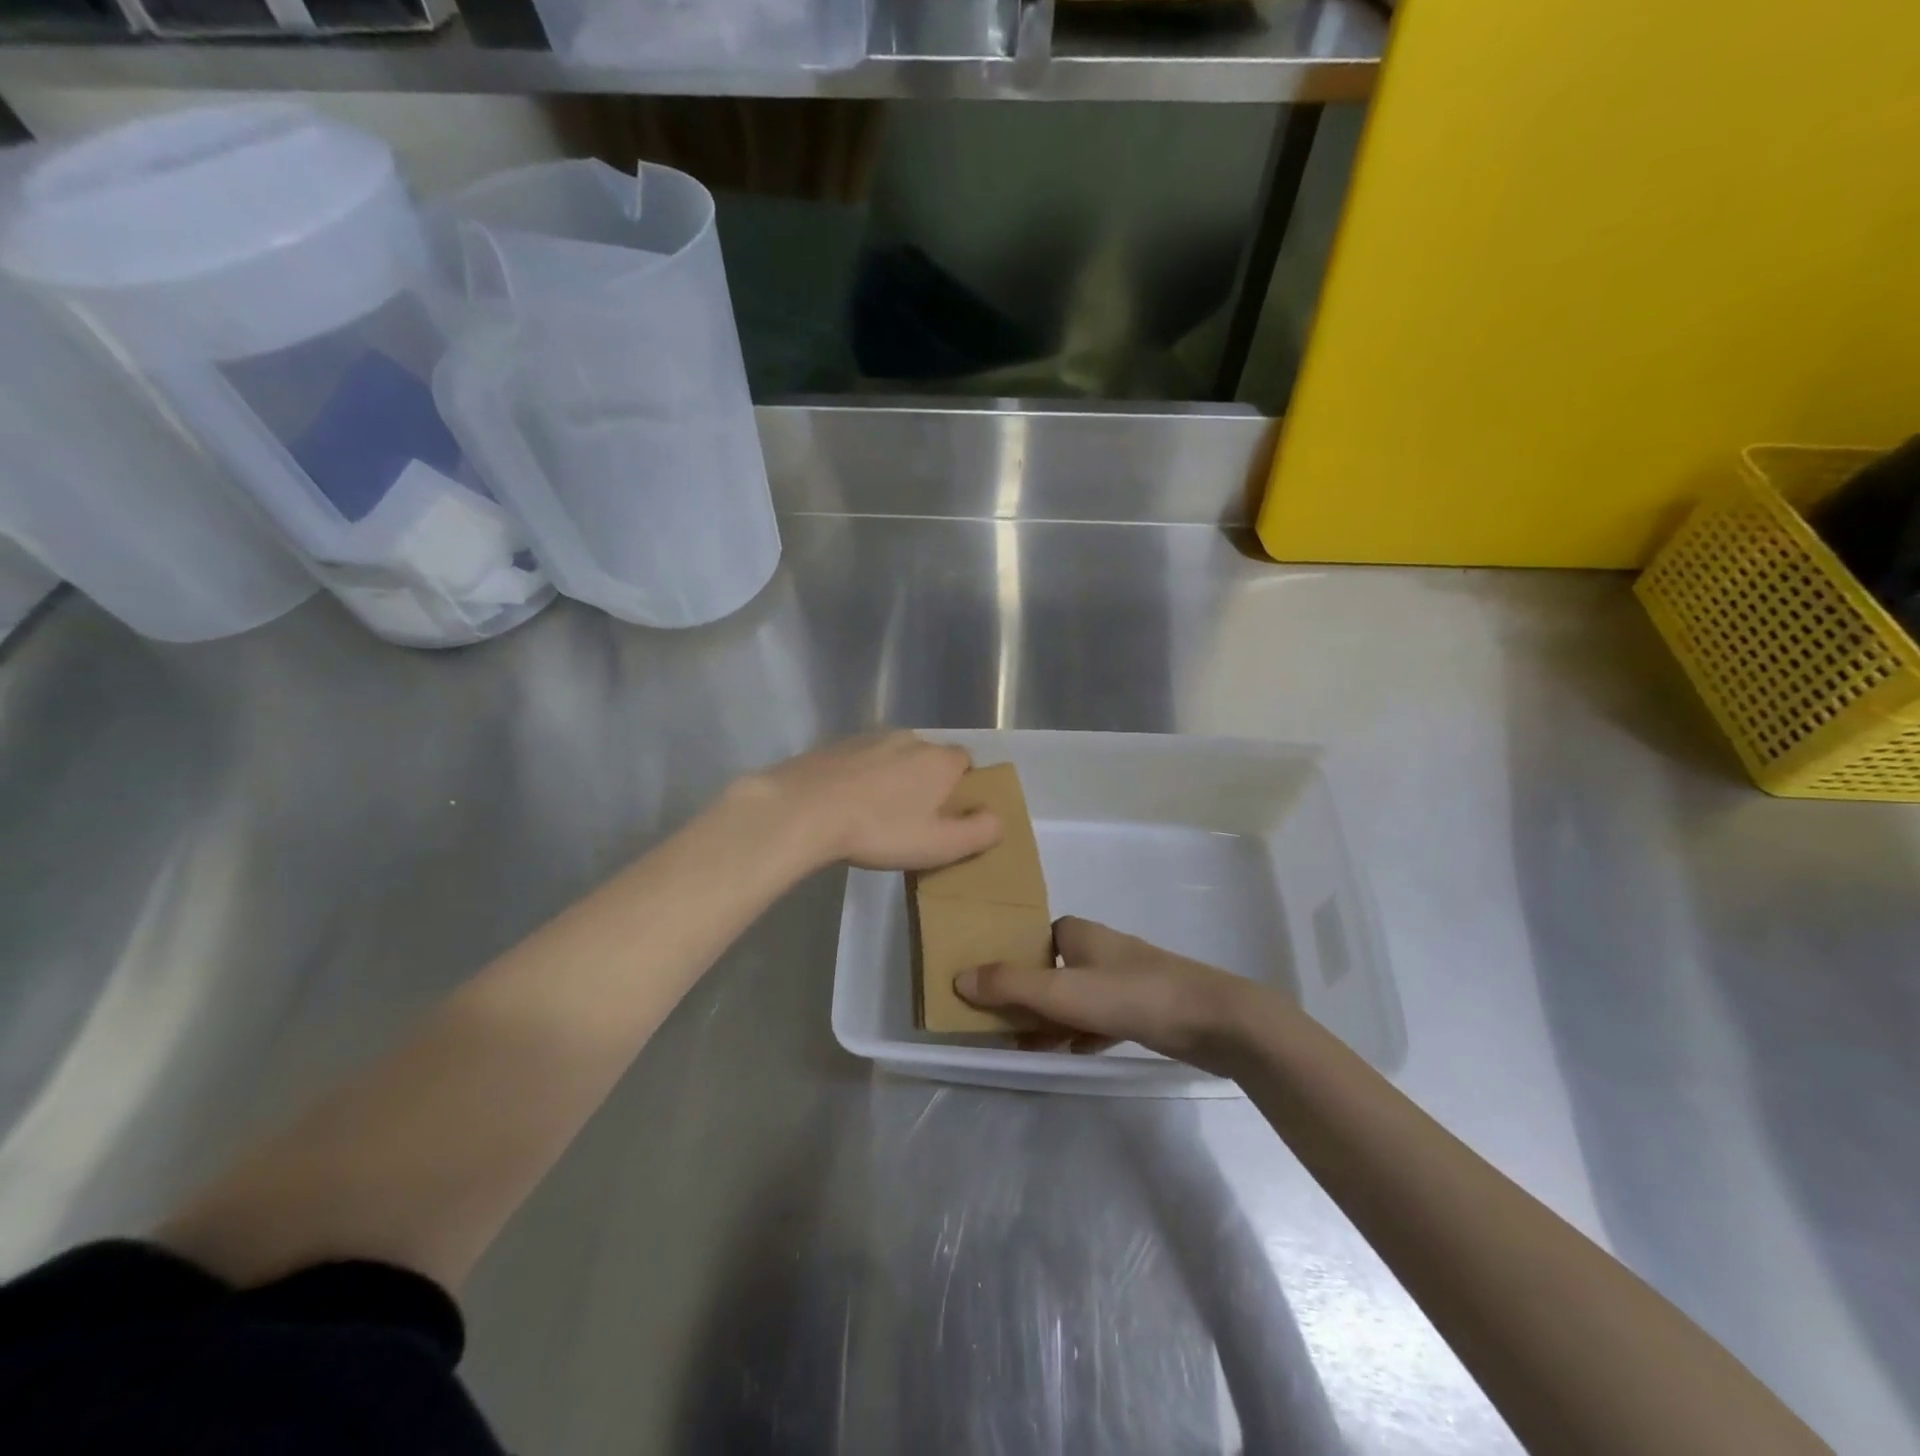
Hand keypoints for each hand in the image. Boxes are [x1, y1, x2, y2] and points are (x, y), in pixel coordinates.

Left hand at [729, 731, 1003, 871]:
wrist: (805, 809)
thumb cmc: (880, 829)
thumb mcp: (939, 845)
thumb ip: (978, 832)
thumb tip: (998, 820)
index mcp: (938, 759)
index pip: (966, 761)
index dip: (963, 785)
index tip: (950, 813)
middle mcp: (909, 739)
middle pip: (929, 758)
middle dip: (927, 782)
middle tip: (914, 819)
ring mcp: (868, 738)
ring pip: (893, 757)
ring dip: (893, 779)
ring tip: (877, 814)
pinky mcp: (834, 746)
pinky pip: (860, 761)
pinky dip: (861, 777)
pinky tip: (846, 805)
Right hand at [955, 917, 1261, 1075]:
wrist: (1215, 1020)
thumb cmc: (1134, 994)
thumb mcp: (1064, 991)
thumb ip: (1011, 985)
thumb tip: (958, 978)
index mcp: (1079, 933)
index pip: (1034, 937)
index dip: (1009, 957)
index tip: (986, 984)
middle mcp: (1100, 949)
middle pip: (1051, 968)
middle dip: (1026, 994)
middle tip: (998, 1023)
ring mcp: (1125, 979)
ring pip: (1075, 996)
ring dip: (1051, 1019)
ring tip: (1023, 1045)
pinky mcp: (1144, 1008)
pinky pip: (1100, 1018)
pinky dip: (1081, 1033)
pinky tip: (1071, 1052)